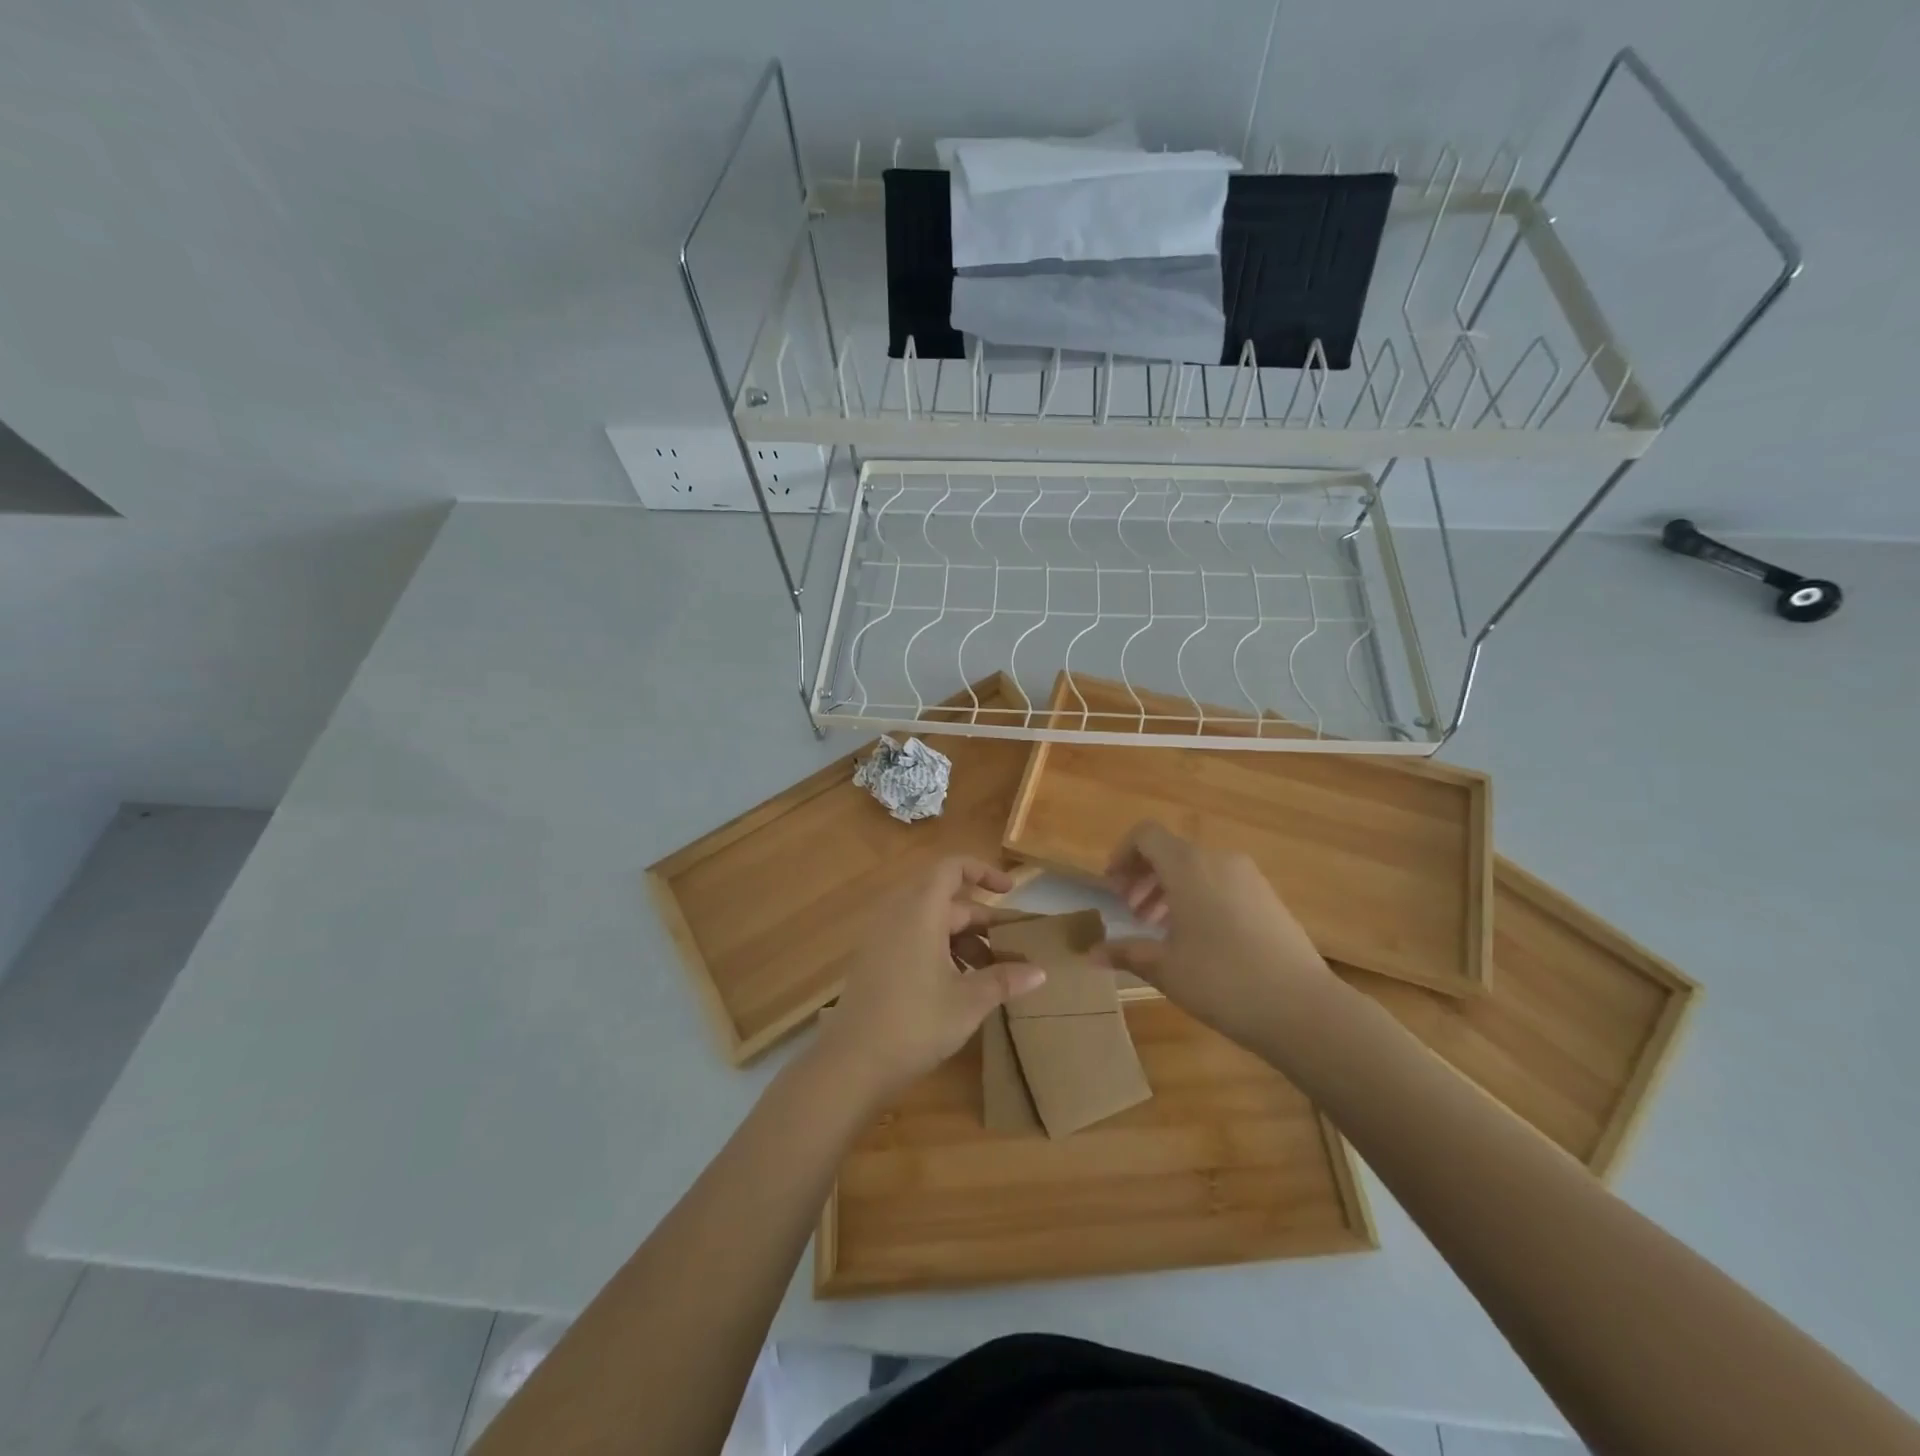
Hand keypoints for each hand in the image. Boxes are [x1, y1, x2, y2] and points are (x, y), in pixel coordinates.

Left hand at [816, 857, 1045, 1102]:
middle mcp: (898, 915)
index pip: (952, 868)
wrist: (851, 1063)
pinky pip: (913, 939)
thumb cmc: (915, 1023)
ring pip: (931, 923)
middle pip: (946, 900)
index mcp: (921, 912)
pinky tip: (958, 986)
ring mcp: (882, 938)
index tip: (1010, 891)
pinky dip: (940, 951)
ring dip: (962, 940)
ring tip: (990, 974)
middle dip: (981, 921)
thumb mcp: (969, 1002)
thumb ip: (1004, 979)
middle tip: (1011, 948)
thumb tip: (1039, 971)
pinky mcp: (874, 961)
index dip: (983, 871)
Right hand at [1096, 822, 1331, 1052]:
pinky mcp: (1269, 898)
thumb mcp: (1165, 968)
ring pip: (1197, 869)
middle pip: (1171, 852)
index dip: (1122, 854)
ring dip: (1170, 889)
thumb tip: (1091, 954)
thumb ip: (1126, 953)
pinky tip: (1197, 939)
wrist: (1303, 1008)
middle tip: (1131, 913)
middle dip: (1144, 876)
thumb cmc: (1222, 981)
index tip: (1112, 887)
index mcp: (1188, 866)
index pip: (1146, 835)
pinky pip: (1221, 883)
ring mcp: (1249, 877)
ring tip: (1160, 929)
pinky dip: (1199, 898)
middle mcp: (1219, 860)